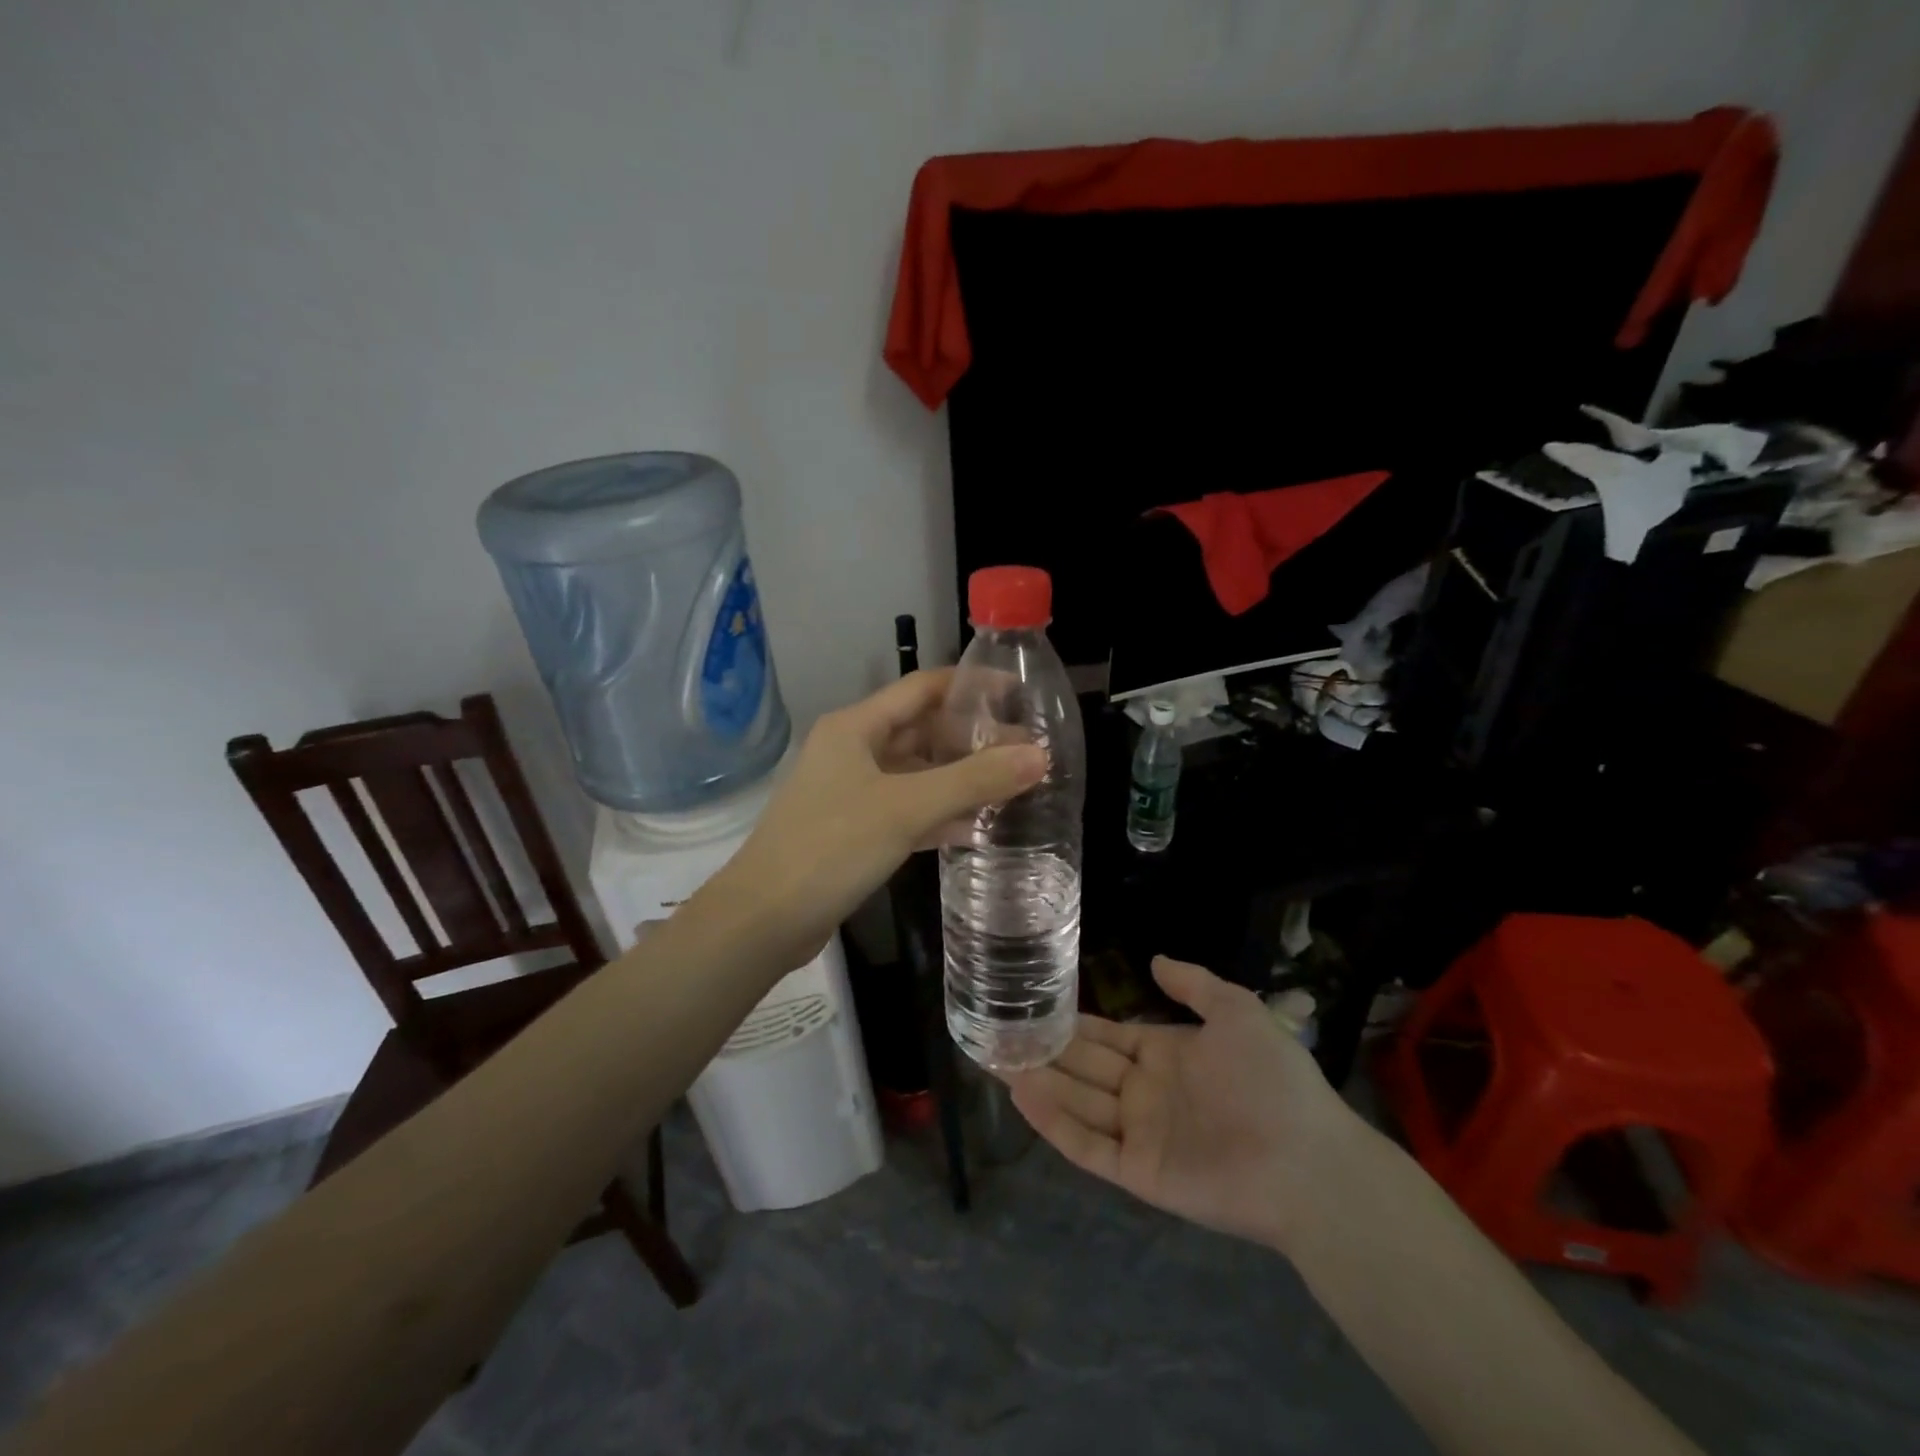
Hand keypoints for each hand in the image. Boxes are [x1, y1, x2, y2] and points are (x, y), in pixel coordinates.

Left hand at [712, 670, 1046, 970]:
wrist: (763, 919)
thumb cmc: (832, 846)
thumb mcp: (907, 808)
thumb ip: (974, 780)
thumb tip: (1039, 756)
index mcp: (856, 727)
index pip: (922, 688)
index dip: (970, 686)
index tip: (1017, 694)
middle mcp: (851, 750)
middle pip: (920, 731)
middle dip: (970, 739)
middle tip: (1025, 750)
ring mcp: (850, 792)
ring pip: (915, 774)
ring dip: (958, 779)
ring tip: (1010, 786)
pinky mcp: (852, 830)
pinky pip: (904, 810)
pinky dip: (937, 815)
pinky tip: (974, 829)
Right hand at [1005, 956, 1362, 1253]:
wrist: (1308, 1161)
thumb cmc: (1272, 1079)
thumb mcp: (1237, 1012)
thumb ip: (1194, 985)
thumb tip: (1153, 959)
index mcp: (1167, 1055)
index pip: (1108, 1036)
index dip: (1073, 1023)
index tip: (1034, 1005)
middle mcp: (1146, 1092)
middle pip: (1084, 1068)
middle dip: (1044, 1050)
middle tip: (998, 1032)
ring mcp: (1140, 1133)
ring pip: (1077, 1103)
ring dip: (1040, 1081)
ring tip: (995, 1057)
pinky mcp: (1138, 1172)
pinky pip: (1087, 1145)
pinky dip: (1053, 1122)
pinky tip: (1022, 1094)